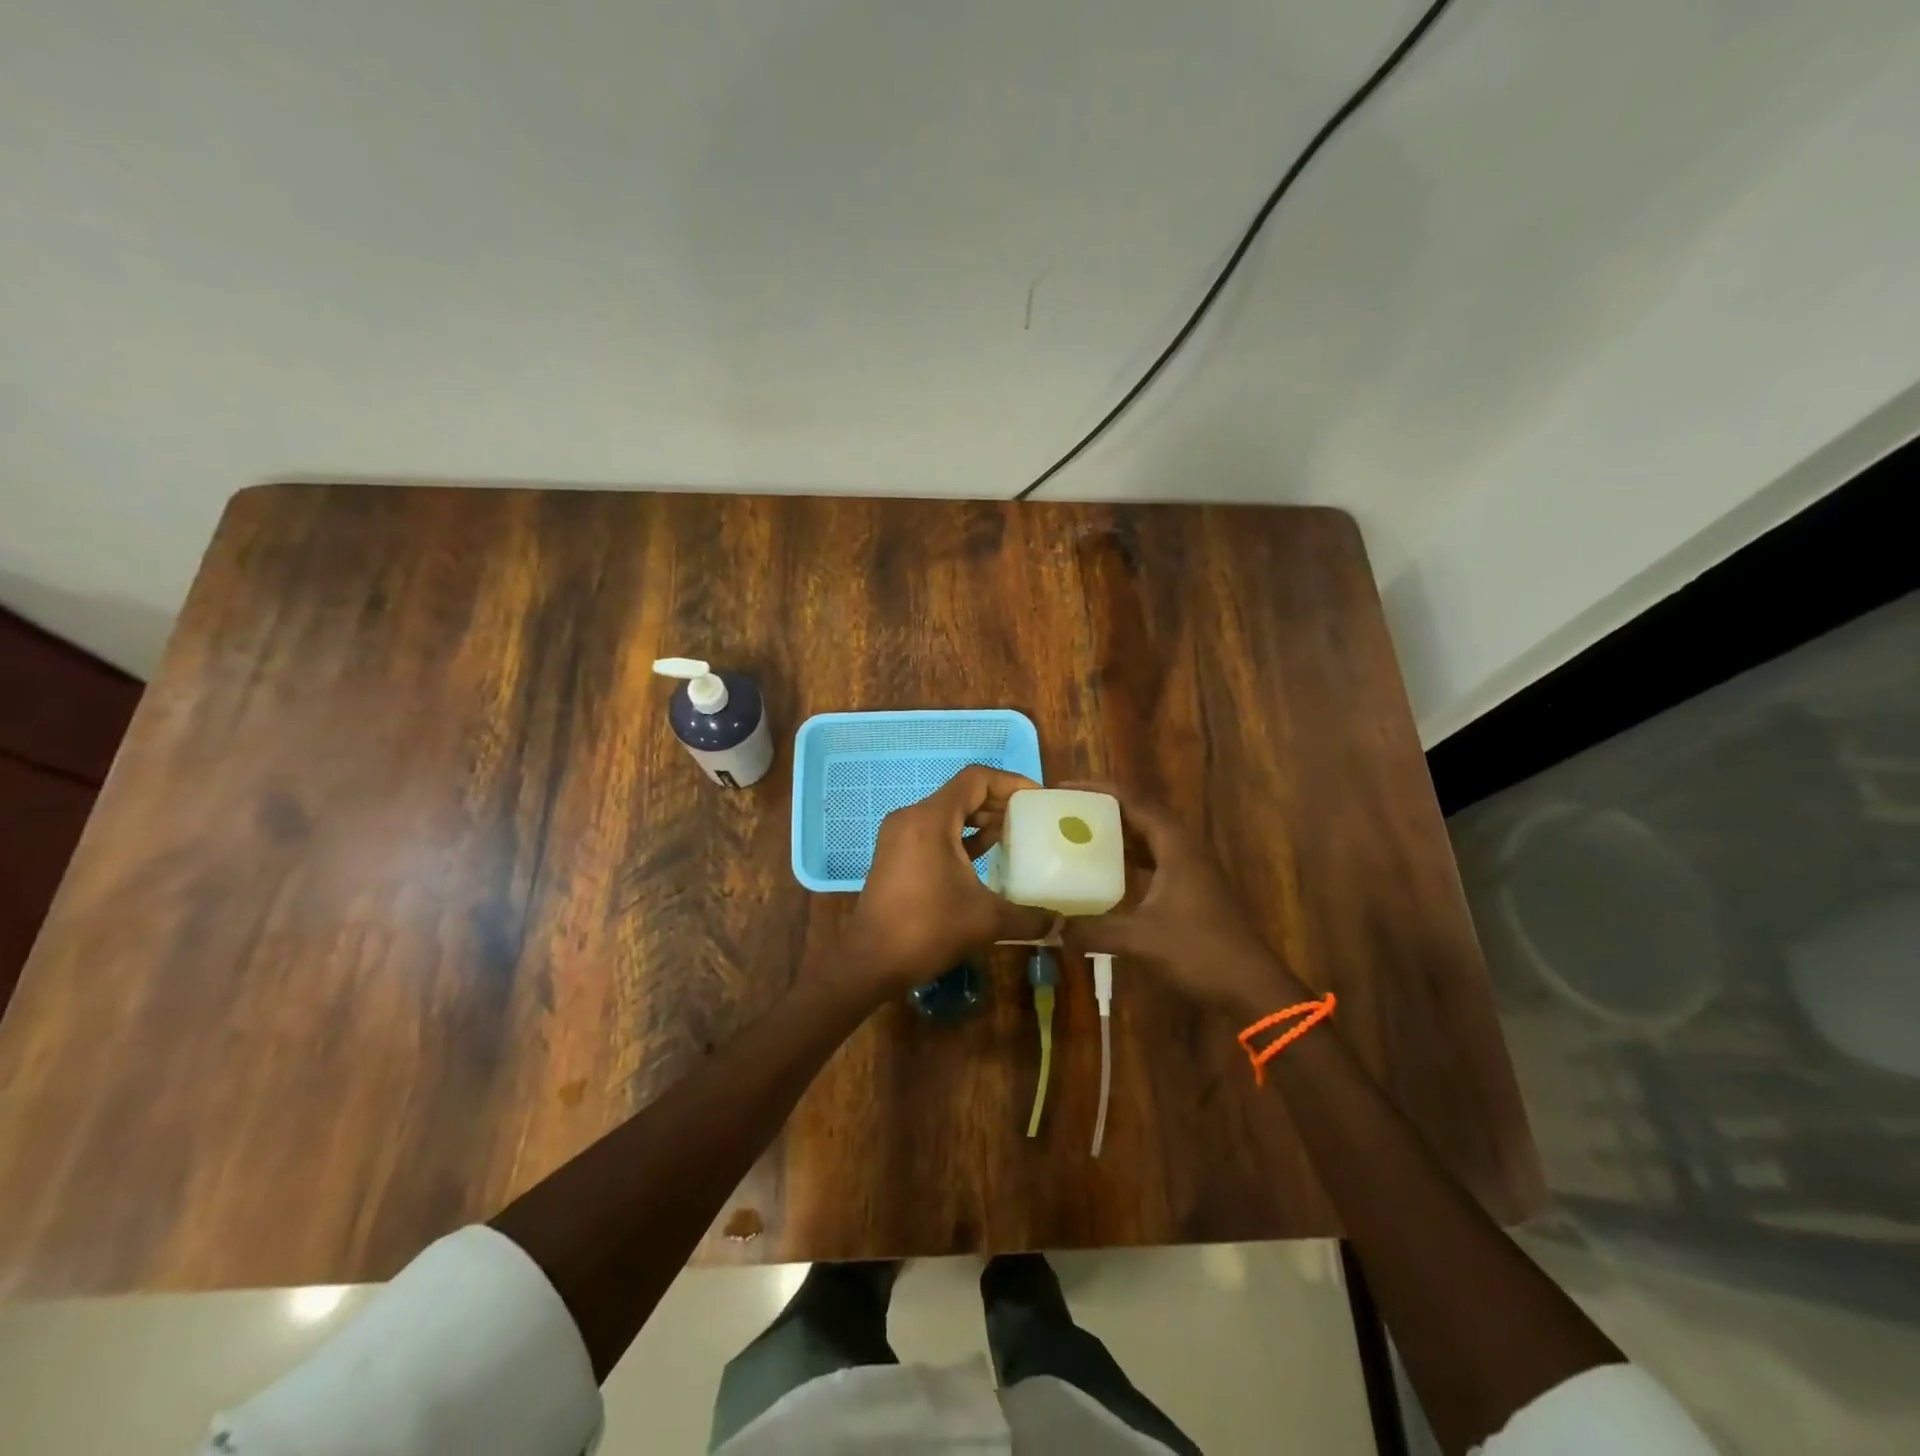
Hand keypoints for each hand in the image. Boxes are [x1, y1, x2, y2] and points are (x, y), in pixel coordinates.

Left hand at [839, 766, 1057, 998]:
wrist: (870, 961)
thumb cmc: (927, 929)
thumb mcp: (986, 920)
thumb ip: (1028, 917)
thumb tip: (1061, 925)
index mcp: (931, 819)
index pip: (975, 779)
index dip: (1010, 783)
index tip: (1037, 798)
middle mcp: (912, 817)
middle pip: (961, 794)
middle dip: (998, 802)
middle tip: (1030, 818)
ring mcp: (899, 835)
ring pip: (947, 813)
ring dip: (979, 820)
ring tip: (1013, 835)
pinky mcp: (895, 854)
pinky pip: (933, 831)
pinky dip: (960, 836)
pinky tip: (985, 856)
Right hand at [1060, 783, 1302, 1016]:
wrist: (1252, 988)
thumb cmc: (1200, 952)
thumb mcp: (1141, 940)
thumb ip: (1094, 930)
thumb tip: (1051, 928)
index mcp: (1176, 845)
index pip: (1133, 801)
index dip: (1098, 790)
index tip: (1063, 788)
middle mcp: (1184, 849)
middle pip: (1140, 814)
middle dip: (1103, 808)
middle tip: (1066, 810)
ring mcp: (1191, 869)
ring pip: (1148, 838)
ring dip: (1116, 833)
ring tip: (1079, 834)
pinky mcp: (1191, 889)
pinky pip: (1153, 860)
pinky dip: (1128, 859)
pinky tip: (1106, 873)